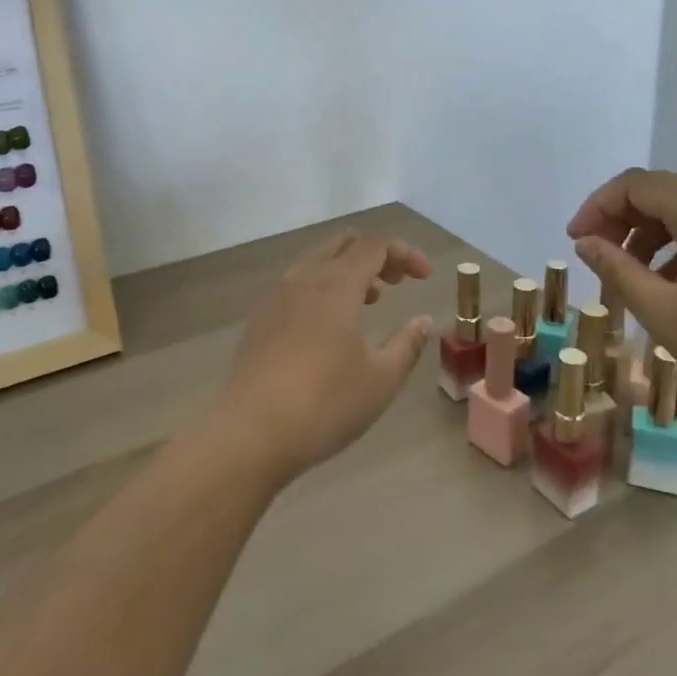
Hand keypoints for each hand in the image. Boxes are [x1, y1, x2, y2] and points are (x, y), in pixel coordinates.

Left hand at [206, 230, 432, 486]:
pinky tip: (330, 323)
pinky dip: (322, 285)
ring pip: (316, 260)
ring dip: (347, 269)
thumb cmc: (325, 403)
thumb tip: (423, 320)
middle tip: (397, 281)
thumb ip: (407, 344)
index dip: (405, 253)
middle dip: (375, 254)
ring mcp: (276, 295)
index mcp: (336, 283)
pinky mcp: (260, 318)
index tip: (425, 277)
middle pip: (343, 243)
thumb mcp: (381, 379)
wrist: (251, 433)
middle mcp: (304, 277)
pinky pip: (297, 282)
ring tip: (369, 300)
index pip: (376, 246)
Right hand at [567, 168, 676, 426]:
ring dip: (648, 235)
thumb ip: (618, 270)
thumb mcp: (664, 313)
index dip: (598, 206)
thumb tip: (586, 242)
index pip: (637, 184)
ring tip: (629, 278)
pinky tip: (669, 289)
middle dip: (621, 219)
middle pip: (662, 193)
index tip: (575, 242)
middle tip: (596, 257)